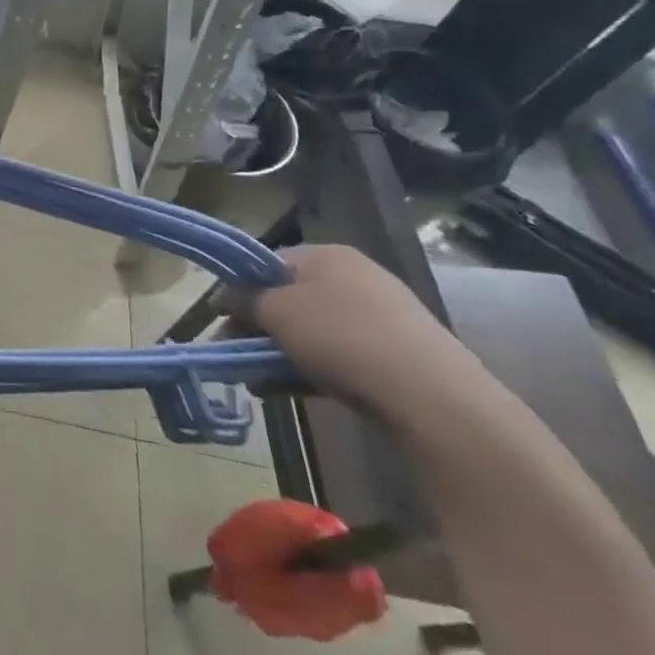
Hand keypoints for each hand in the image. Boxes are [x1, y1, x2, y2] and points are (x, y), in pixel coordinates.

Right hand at [232, 243, 484, 426]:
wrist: (434, 399)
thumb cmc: (342, 338)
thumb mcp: (277, 312)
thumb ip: (244, 299)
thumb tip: (225, 296)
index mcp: (327, 255)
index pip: (268, 262)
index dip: (239, 288)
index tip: (220, 318)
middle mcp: (356, 277)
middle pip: (290, 297)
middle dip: (258, 325)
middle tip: (234, 352)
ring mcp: (382, 316)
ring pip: (313, 330)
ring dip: (280, 351)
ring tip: (258, 379)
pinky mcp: (399, 355)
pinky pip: (340, 355)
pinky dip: (312, 368)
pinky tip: (292, 390)